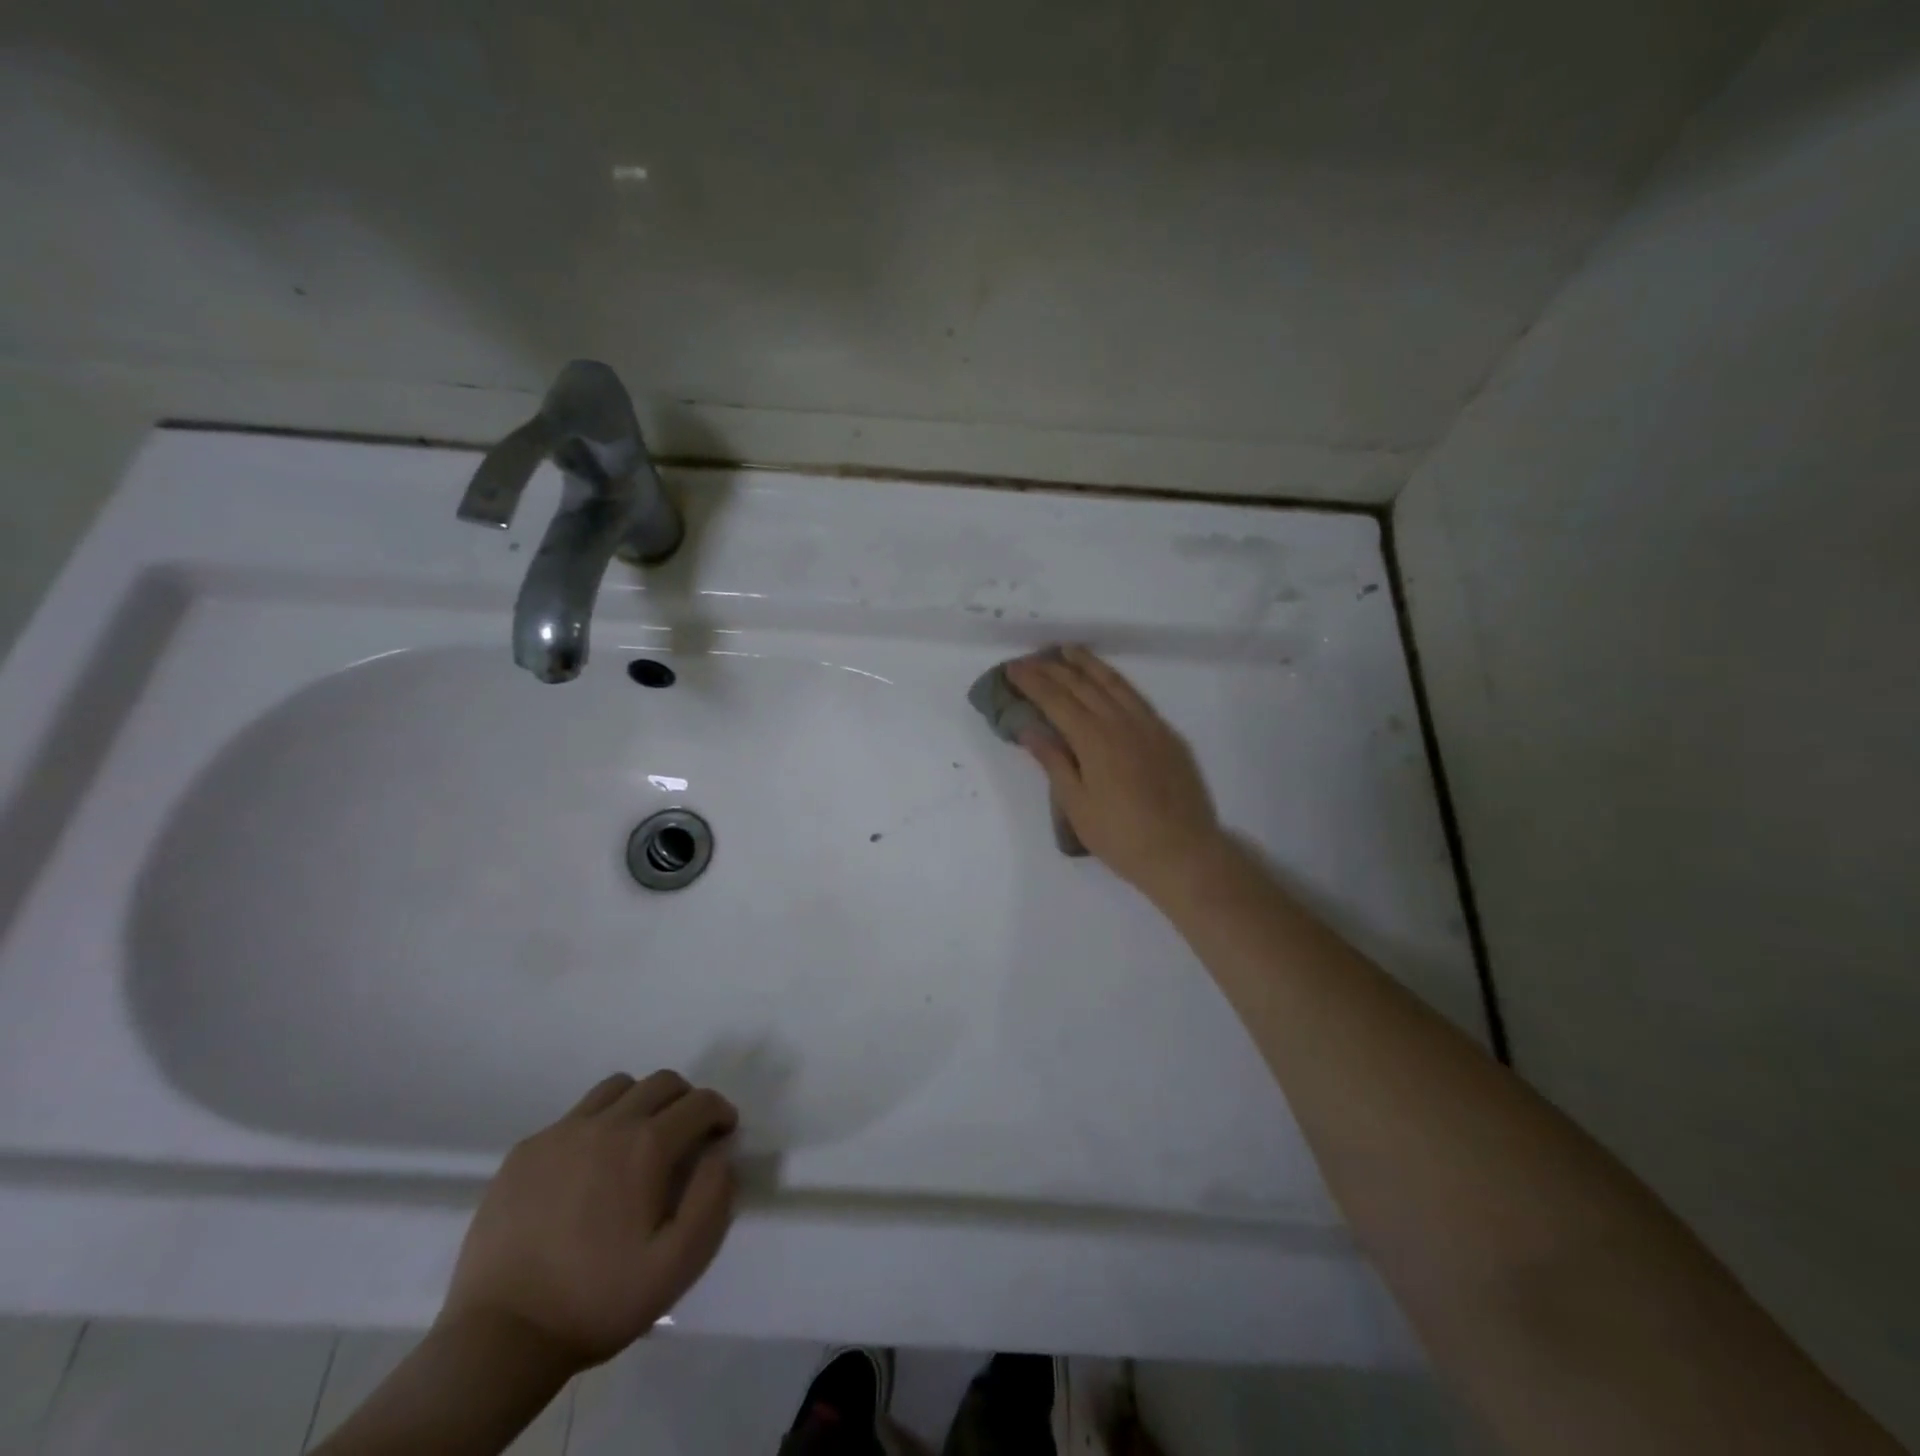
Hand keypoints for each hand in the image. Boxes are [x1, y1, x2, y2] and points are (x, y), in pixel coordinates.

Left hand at [439, 1071, 737, 1372]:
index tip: (723, 1134)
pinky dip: (596, 1125)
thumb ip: (712, 1199)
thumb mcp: (677, 1265)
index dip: (720, 1112)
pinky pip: (574, 1116)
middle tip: (687, 1135)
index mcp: (646, 1146)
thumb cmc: (597, 1301)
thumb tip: (720, 1154)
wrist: (499, 1338)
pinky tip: (588, 1168)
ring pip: (617, 1088)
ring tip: (638, 1141)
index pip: (699, 1102)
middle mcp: (607, 1124)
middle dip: (685, 1100)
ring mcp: (560, 1133)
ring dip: (641, 1102)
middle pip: (661, 1082)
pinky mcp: (525, 1151)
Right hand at [1006, 646, 1225, 903]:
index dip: (1033, 682)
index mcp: (1094, 739)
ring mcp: (1148, 726)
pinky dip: (1115, 681)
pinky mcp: (1166, 735)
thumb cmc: (1120, 836)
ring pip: (1113, 684)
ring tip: (1069, 651)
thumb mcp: (1076, 804)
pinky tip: (1108, 681)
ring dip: (1088, 665)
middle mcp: (1121, 722)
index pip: (1056, 700)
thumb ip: (1053, 761)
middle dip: (1053, 669)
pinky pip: (1135, 697)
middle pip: (1082, 686)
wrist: (1182, 853)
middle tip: (1031, 659)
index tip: (1013, 668)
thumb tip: (1029, 728)